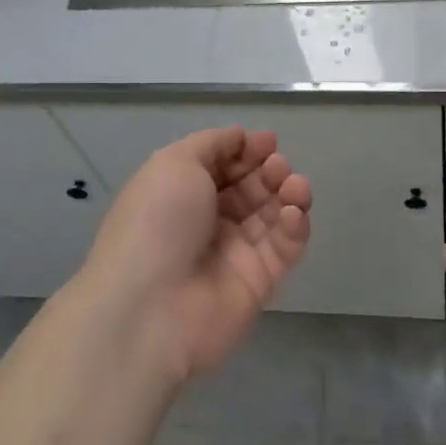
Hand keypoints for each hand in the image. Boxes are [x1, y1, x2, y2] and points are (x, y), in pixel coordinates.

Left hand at [76, 127, 311, 381]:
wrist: (151, 307)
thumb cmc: (157, 223)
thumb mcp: (174, 163)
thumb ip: (211, 144)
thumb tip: (240, 137)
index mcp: (181, 193)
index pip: (223, 165)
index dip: (246, 150)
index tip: (267, 141)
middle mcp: (208, 221)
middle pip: (250, 188)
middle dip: (269, 170)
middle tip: (277, 166)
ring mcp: (234, 252)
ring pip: (273, 215)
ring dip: (289, 193)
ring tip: (294, 186)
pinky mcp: (259, 282)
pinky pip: (284, 247)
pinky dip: (294, 226)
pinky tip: (293, 214)